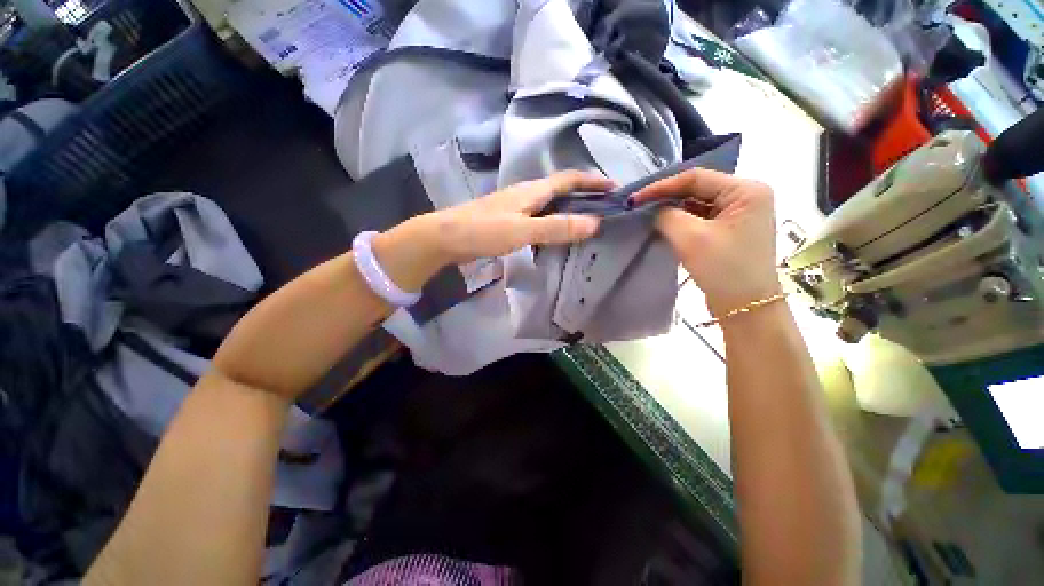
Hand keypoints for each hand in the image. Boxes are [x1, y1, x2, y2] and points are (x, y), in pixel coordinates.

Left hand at [433, 170, 611, 262]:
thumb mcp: (523, 230)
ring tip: (585, 223)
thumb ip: (557, 227)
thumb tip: (595, 223)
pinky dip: (552, 223)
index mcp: (532, 190)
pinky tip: (554, 235)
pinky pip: (538, 217)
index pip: (569, 179)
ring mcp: (516, 206)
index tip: (614, 187)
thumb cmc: (483, 231)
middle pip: (561, 189)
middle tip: (603, 209)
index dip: (592, 181)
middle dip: (583, 195)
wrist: (446, 237)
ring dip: (568, 209)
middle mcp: (526, 194)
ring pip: (549, 204)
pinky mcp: (508, 219)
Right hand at [632, 169, 779, 314]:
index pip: (697, 178)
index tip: (635, 198)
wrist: (745, 307)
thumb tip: (652, 209)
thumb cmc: (724, 269)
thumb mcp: (691, 238)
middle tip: (638, 205)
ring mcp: (739, 215)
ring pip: (697, 204)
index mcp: (746, 190)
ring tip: (645, 215)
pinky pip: (700, 219)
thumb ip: (667, 216)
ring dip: (672, 210)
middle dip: (666, 197)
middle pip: (698, 189)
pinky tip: (662, 225)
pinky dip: (680, 221)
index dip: (663, 186)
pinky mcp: (729, 231)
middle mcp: (746, 197)